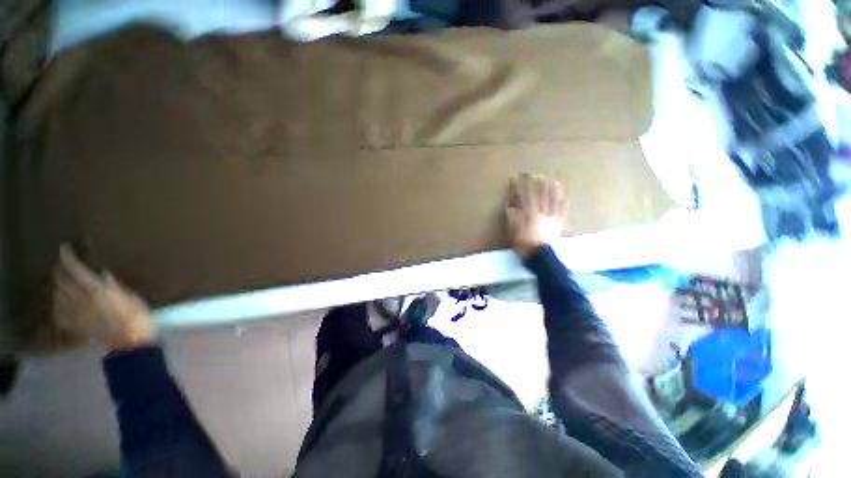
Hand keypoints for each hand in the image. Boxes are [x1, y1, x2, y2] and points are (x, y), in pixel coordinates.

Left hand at [53, 246, 154, 351]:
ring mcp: (75, 313)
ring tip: (60, 284)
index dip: (68, 258)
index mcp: (95, 289)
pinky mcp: (75, 325)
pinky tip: (59, 305)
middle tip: (62, 266)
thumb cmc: (134, 314)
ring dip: (57, 288)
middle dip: (60, 273)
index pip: (75, 269)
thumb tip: (103, 275)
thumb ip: (114, 286)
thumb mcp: (129, 296)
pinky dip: (57, 307)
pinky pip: (59, 314)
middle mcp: (80, 299)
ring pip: (57, 297)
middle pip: (61, 282)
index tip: (64, 248)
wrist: (130, 339)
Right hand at [505, 174, 566, 258]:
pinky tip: (565, 199)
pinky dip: (563, 205)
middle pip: (540, 195)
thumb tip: (511, 203)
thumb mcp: (512, 229)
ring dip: (553, 190)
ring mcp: (551, 218)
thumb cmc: (523, 243)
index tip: (519, 176)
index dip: (522, 185)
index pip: (525, 195)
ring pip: (553, 201)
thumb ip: (512, 215)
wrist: (539, 256)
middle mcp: (541, 212)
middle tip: (537, 174)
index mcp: (529, 212)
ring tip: (553, 181)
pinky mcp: (557, 225)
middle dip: (538, 183)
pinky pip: (562, 213)